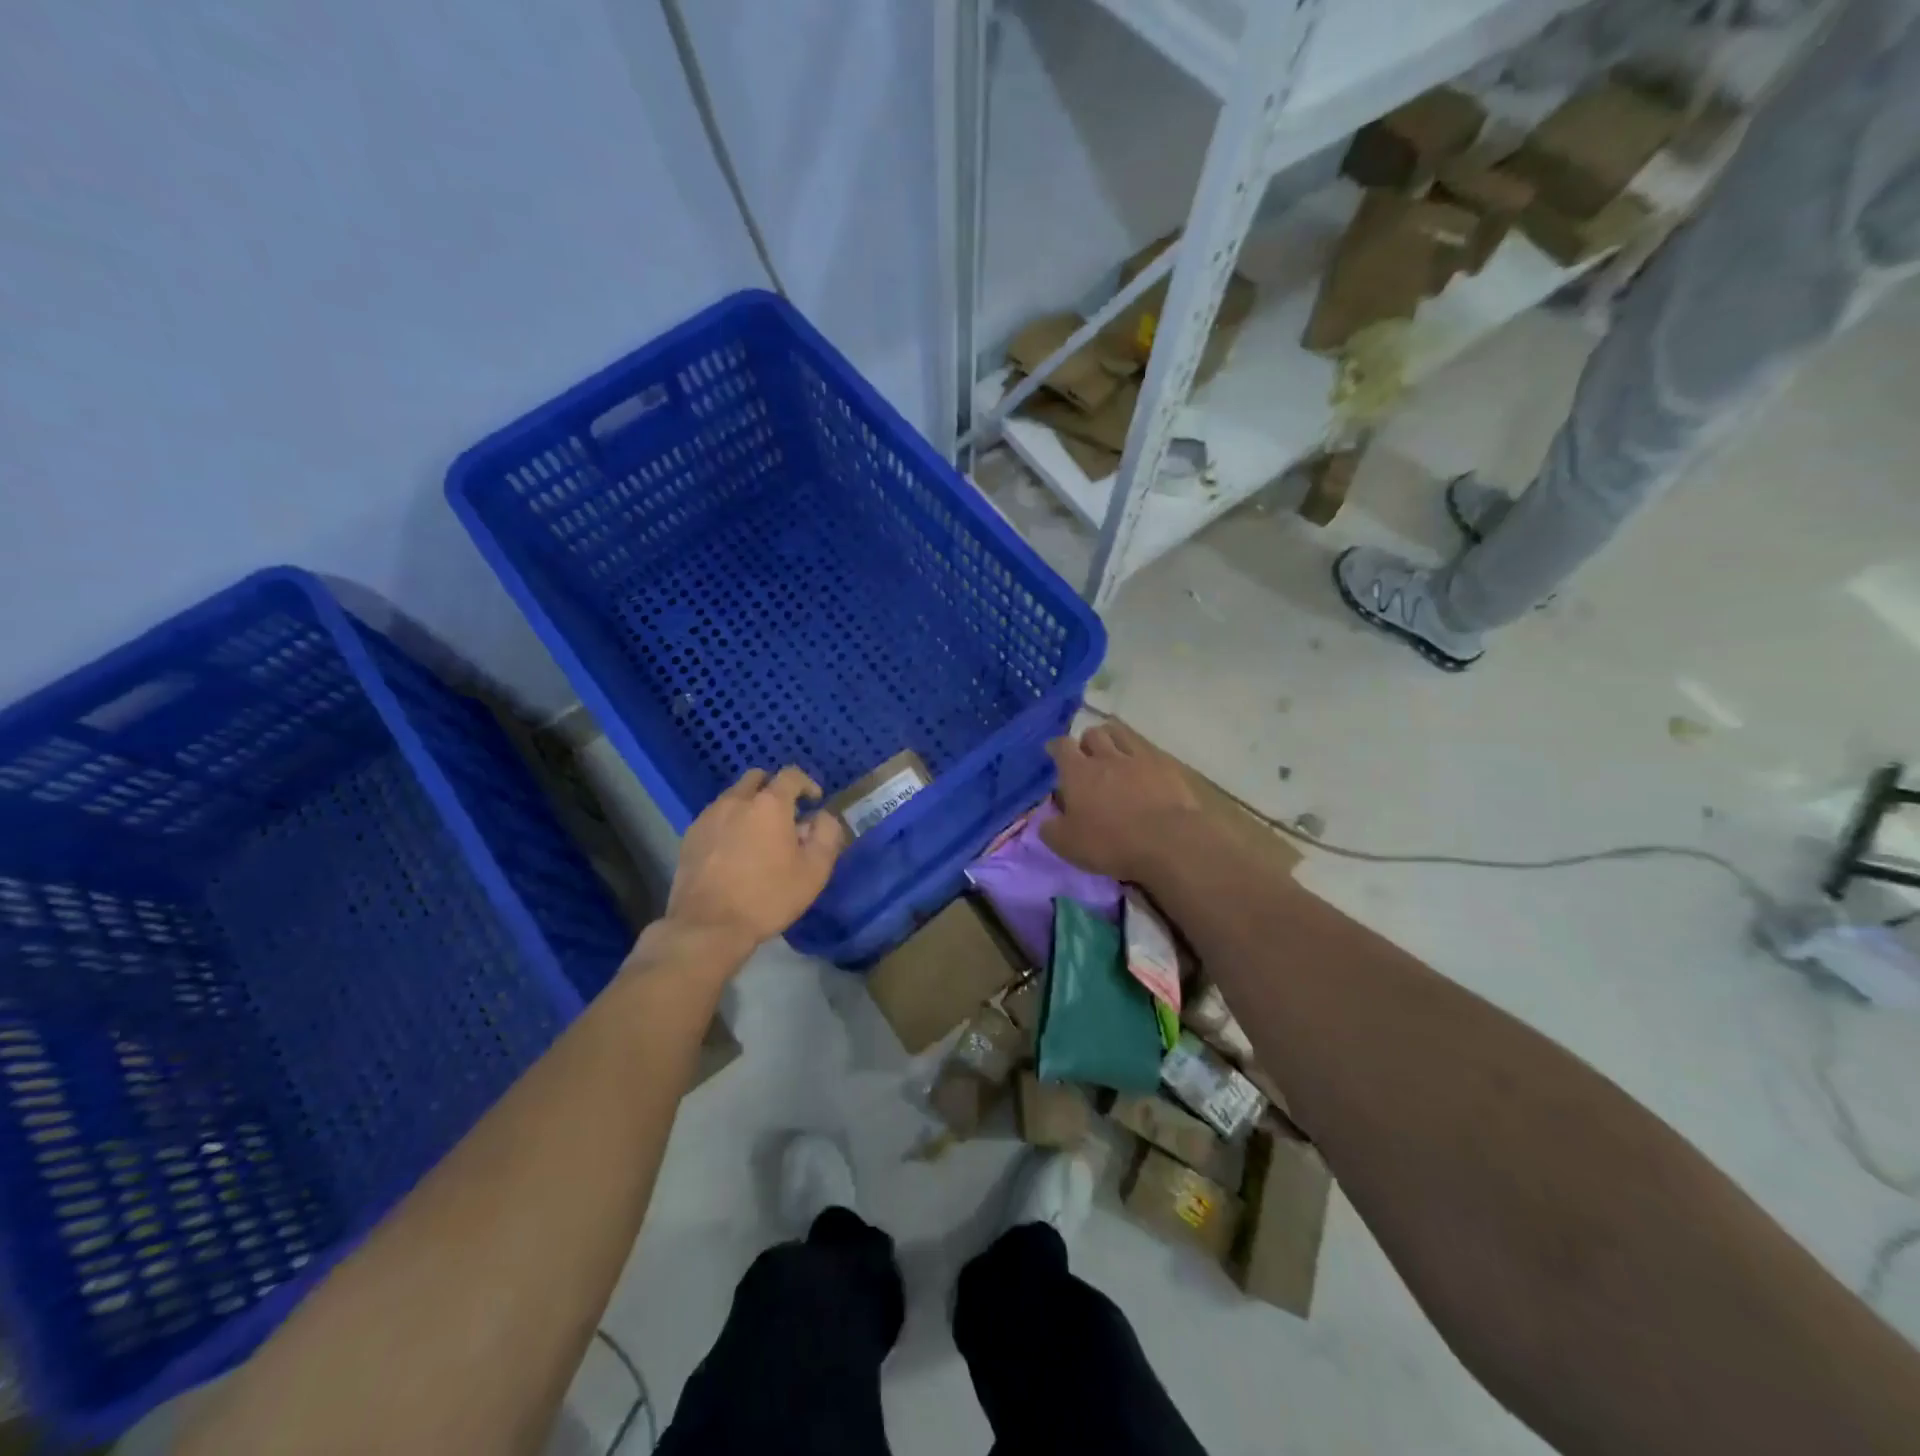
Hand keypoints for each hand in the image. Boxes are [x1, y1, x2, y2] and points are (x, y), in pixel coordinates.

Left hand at [662, 767, 847, 956]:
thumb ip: (826, 835)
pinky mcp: (690, 836)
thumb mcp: (814, 871)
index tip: (814, 801)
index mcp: (770, 804)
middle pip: (757, 778)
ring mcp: (709, 817)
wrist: (708, 926)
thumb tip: (822, 817)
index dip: (807, 784)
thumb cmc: (768, 897)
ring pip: (733, 797)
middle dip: (774, 788)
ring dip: (750, 806)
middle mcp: (736, 801)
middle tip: (785, 815)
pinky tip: (734, 850)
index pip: (791, 775)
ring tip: (758, 835)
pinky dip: (729, 823)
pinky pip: (716, 817)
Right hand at [1041, 721, 1204, 881]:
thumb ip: (1051, 829)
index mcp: (1078, 773)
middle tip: (1087, 758)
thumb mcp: (1067, 845)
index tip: (1054, 753)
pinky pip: (1148, 749)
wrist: (1168, 841)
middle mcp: (1106, 757)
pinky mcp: (1166, 765)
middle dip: (1087, 742)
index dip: (1056, 747)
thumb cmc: (1111, 843)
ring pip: (1121, 733)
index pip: (1062, 746)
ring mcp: (1138, 757)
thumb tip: (1046, 820)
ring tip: (1113, 753)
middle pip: (1093, 733)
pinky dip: (1140, 754)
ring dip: (1113, 739)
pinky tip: (1143, 768)